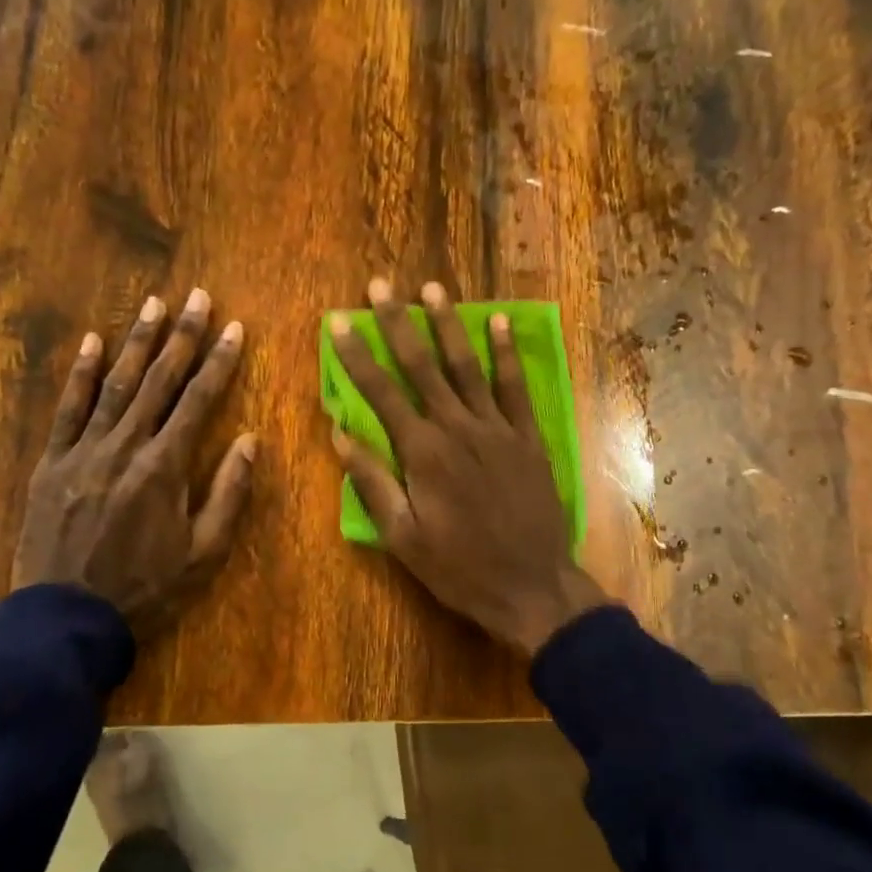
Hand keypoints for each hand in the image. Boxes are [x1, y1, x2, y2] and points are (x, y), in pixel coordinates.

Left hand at [12, 289, 256, 639]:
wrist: (66, 619)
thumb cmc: (146, 588)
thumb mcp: (204, 552)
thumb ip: (228, 492)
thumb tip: (249, 440)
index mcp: (165, 466)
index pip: (199, 400)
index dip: (219, 361)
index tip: (234, 328)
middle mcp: (125, 446)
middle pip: (159, 381)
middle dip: (182, 336)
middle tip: (197, 296)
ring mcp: (83, 450)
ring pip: (114, 384)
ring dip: (136, 342)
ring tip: (153, 305)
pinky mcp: (52, 463)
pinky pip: (67, 409)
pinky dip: (79, 374)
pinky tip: (91, 342)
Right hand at [328, 278, 607, 657]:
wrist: (532, 586)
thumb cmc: (459, 567)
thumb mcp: (403, 538)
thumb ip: (372, 482)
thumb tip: (340, 434)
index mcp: (423, 452)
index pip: (381, 392)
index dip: (357, 355)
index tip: (339, 322)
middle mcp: (458, 427)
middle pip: (422, 366)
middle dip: (397, 323)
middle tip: (380, 285)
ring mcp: (498, 428)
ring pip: (467, 366)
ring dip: (448, 324)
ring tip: (432, 288)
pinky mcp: (528, 437)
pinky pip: (514, 387)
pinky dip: (505, 353)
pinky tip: (497, 321)